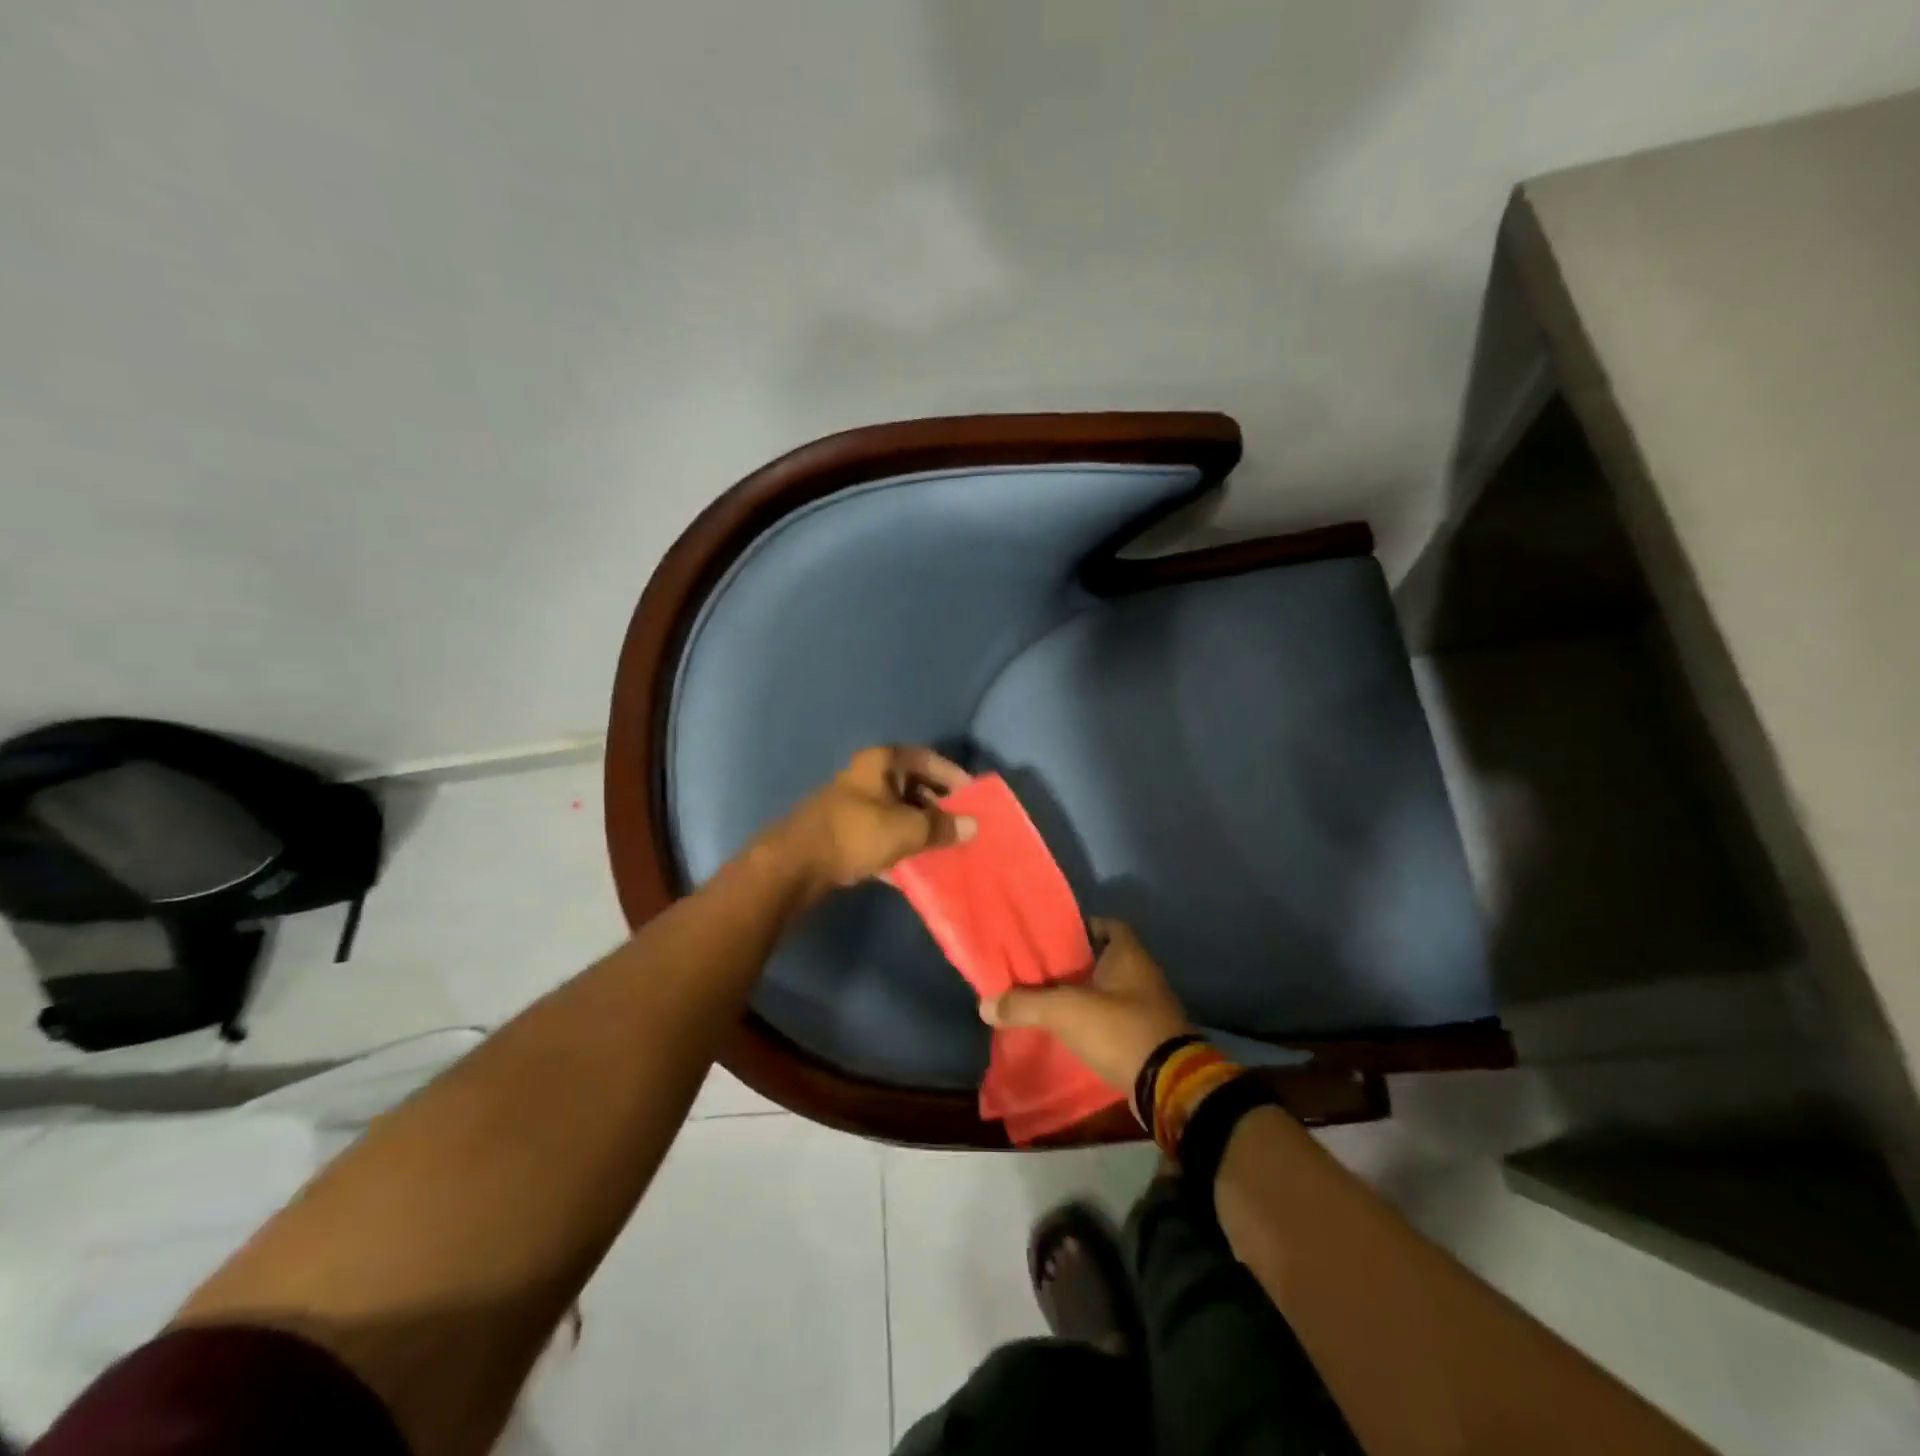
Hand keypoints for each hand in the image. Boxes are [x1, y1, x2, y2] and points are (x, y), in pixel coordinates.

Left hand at [774, 745, 975, 899]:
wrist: (797, 865)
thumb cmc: (857, 833)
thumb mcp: (907, 829)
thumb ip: (942, 827)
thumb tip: (973, 826)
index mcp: (882, 762)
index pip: (927, 759)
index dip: (953, 775)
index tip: (973, 797)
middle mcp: (868, 777)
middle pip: (913, 786)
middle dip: (939, 807)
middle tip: (963, 827)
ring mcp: (855, 805)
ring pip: (898, 813)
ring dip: (921, 830)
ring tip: (946, 848)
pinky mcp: (846, 833)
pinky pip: (883, 836)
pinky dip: (900, 848)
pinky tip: (918, 868)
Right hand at [980, 919, 1190, 1089]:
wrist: (1169, 1085)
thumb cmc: (1120, 1029)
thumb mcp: (1065, 1011)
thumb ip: (1024, 1004)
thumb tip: (984, 1005)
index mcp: (1128, 953)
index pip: (1104, 924)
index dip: (1079, 927)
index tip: (1051, 938)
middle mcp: (1142, 974)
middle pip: (1103, 958)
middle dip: (1074, 964)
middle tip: (1040, 970)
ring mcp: (1148, 1006)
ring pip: (1109, 990)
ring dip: (1084, 995)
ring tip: (1048, 1001)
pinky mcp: (1147, 1036)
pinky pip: (1115, 1019)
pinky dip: (1095, 1022)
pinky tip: (1070, 1031)